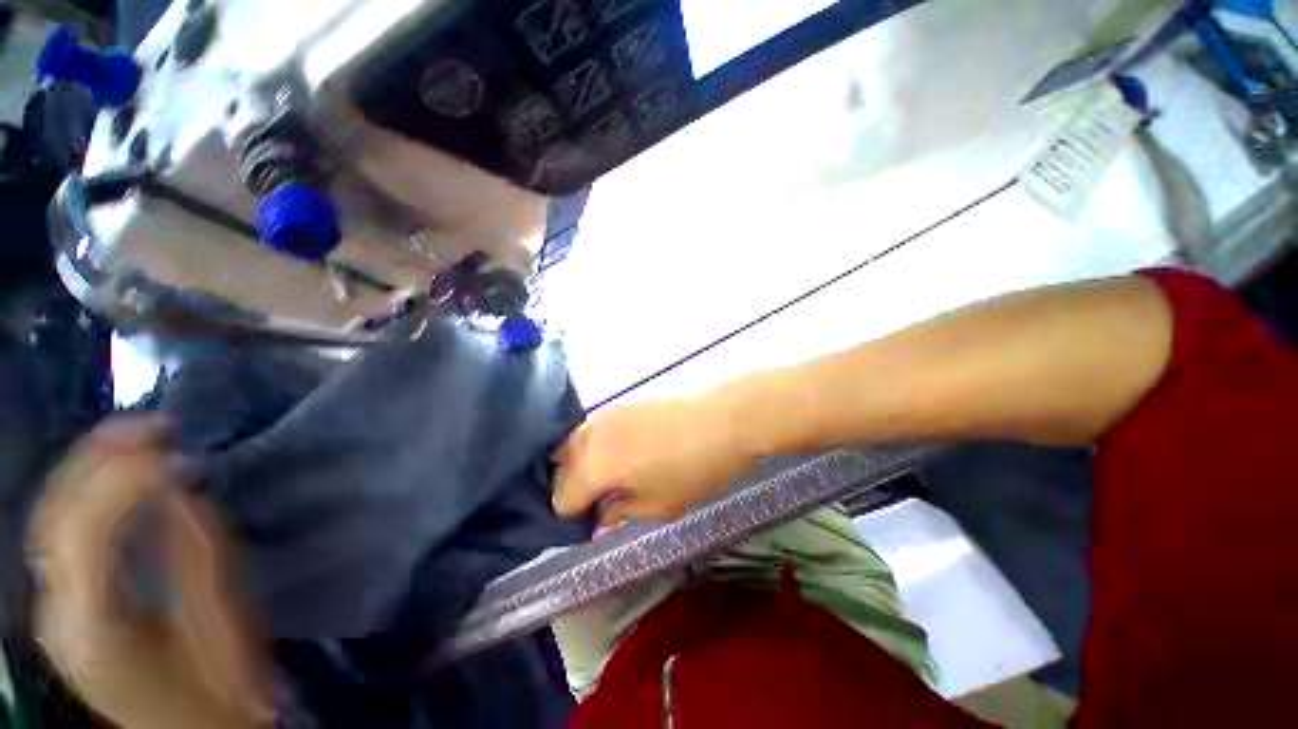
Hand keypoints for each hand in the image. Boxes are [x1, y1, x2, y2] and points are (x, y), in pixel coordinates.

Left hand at [27, 417, 270, 728]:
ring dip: (90, 469)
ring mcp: (53, 609)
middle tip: (158, 426)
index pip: (86, 532)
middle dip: (100, 459)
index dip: (127, 481)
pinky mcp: (65, 606)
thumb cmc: (219, 685)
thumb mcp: (219, 621)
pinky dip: (87, 495)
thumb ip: (195, 552)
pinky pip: (63, 536)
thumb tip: (179, 489)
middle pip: (55, 518)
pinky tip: (119, 479)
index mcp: (93, 627)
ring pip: (50, 520)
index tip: (178, 451)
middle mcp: (56, 612)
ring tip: (140, 438)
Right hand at [552, 397, 758, 524]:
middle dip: (573, 487)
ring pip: (577, 443)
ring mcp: (607, 413)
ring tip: (609, 477)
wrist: (726, 417)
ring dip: (583, 463)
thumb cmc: (694, 468)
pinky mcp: (624, 401)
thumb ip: (620, 513)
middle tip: (600, 501)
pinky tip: (621, 452)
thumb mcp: (658, 504)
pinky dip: (598, 444)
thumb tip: (600, 521)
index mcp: (593, 466)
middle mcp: (590, 435)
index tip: (592, 523)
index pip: (561, 497)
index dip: (573, 516)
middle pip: (563, 466)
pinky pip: (596, 427)